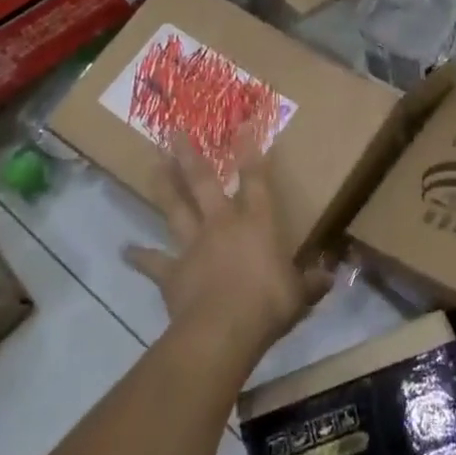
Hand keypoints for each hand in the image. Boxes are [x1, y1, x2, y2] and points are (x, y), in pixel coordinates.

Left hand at [124, 130, 331, 365]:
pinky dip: (138, 256)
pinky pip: (153, 261)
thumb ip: (312, 282)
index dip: (251, 149)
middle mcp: (222, 224)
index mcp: (257, 222)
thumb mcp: (299, 294)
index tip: (243, 123)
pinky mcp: (172, 272)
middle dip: (190, 155)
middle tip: (175, 131)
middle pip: (204, 182)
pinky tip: (124, 250)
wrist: (222, 331)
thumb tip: (330, 276)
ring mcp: (193, 245)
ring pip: (176, 209)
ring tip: (153, 164)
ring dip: (164, 186)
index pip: (255, 178)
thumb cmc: (267, 304)